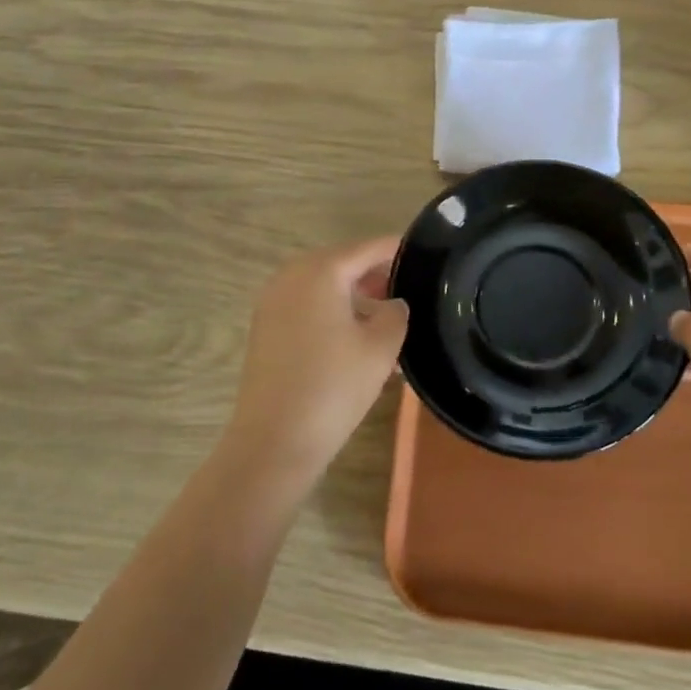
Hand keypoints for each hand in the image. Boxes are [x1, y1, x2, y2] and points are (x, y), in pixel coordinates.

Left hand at [224, 237, 408, 484]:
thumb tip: (393, 303)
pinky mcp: (265, 328)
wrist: (274, 441)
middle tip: (409, 292)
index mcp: (320, 271)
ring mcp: (273, 302)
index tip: (424, 256)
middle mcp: (291, 276)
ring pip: (324, 286)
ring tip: (387, 321)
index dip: (397, 250)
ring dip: (355, 296)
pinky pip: (307, 306)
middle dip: (376, 275)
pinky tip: (356, 340)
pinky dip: (333, 312)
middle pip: (343, 263)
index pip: (368, 248)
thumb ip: (396, 313)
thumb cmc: (333, 387)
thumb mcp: (381, 347)